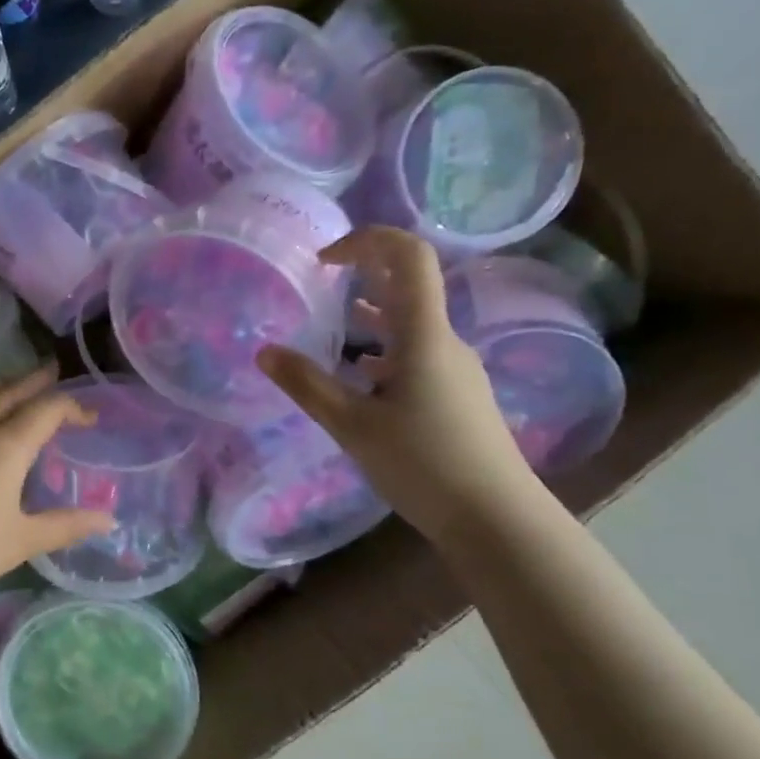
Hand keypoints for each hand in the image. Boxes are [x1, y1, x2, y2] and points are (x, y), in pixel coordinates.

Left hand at [0, 364, 115, 622]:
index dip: (73, 408)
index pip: (47, 410)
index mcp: (6, 447)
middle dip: (35, 381)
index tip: (89, 419)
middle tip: (52, 372)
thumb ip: (67, 525)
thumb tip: (109, 518)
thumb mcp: (22, 542)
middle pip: (9, 391)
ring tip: (7, 386)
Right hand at [257, 227, 539, 546]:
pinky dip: (382, 352)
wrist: (495, 517)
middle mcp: (444, 341)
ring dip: (370, 317)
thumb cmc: (423, 463)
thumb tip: (264, 351)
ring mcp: (454, 368)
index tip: (325, 260)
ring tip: (329, 329)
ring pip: (409, 325)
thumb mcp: (352, 425)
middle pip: (407, 287)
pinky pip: (415, 355)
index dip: (368, 241)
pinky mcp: (456, 395)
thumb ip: (307, 385)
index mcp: (423, 335)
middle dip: (361, 277)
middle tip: (316, 288)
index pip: (408, 257)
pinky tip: (358, 379)